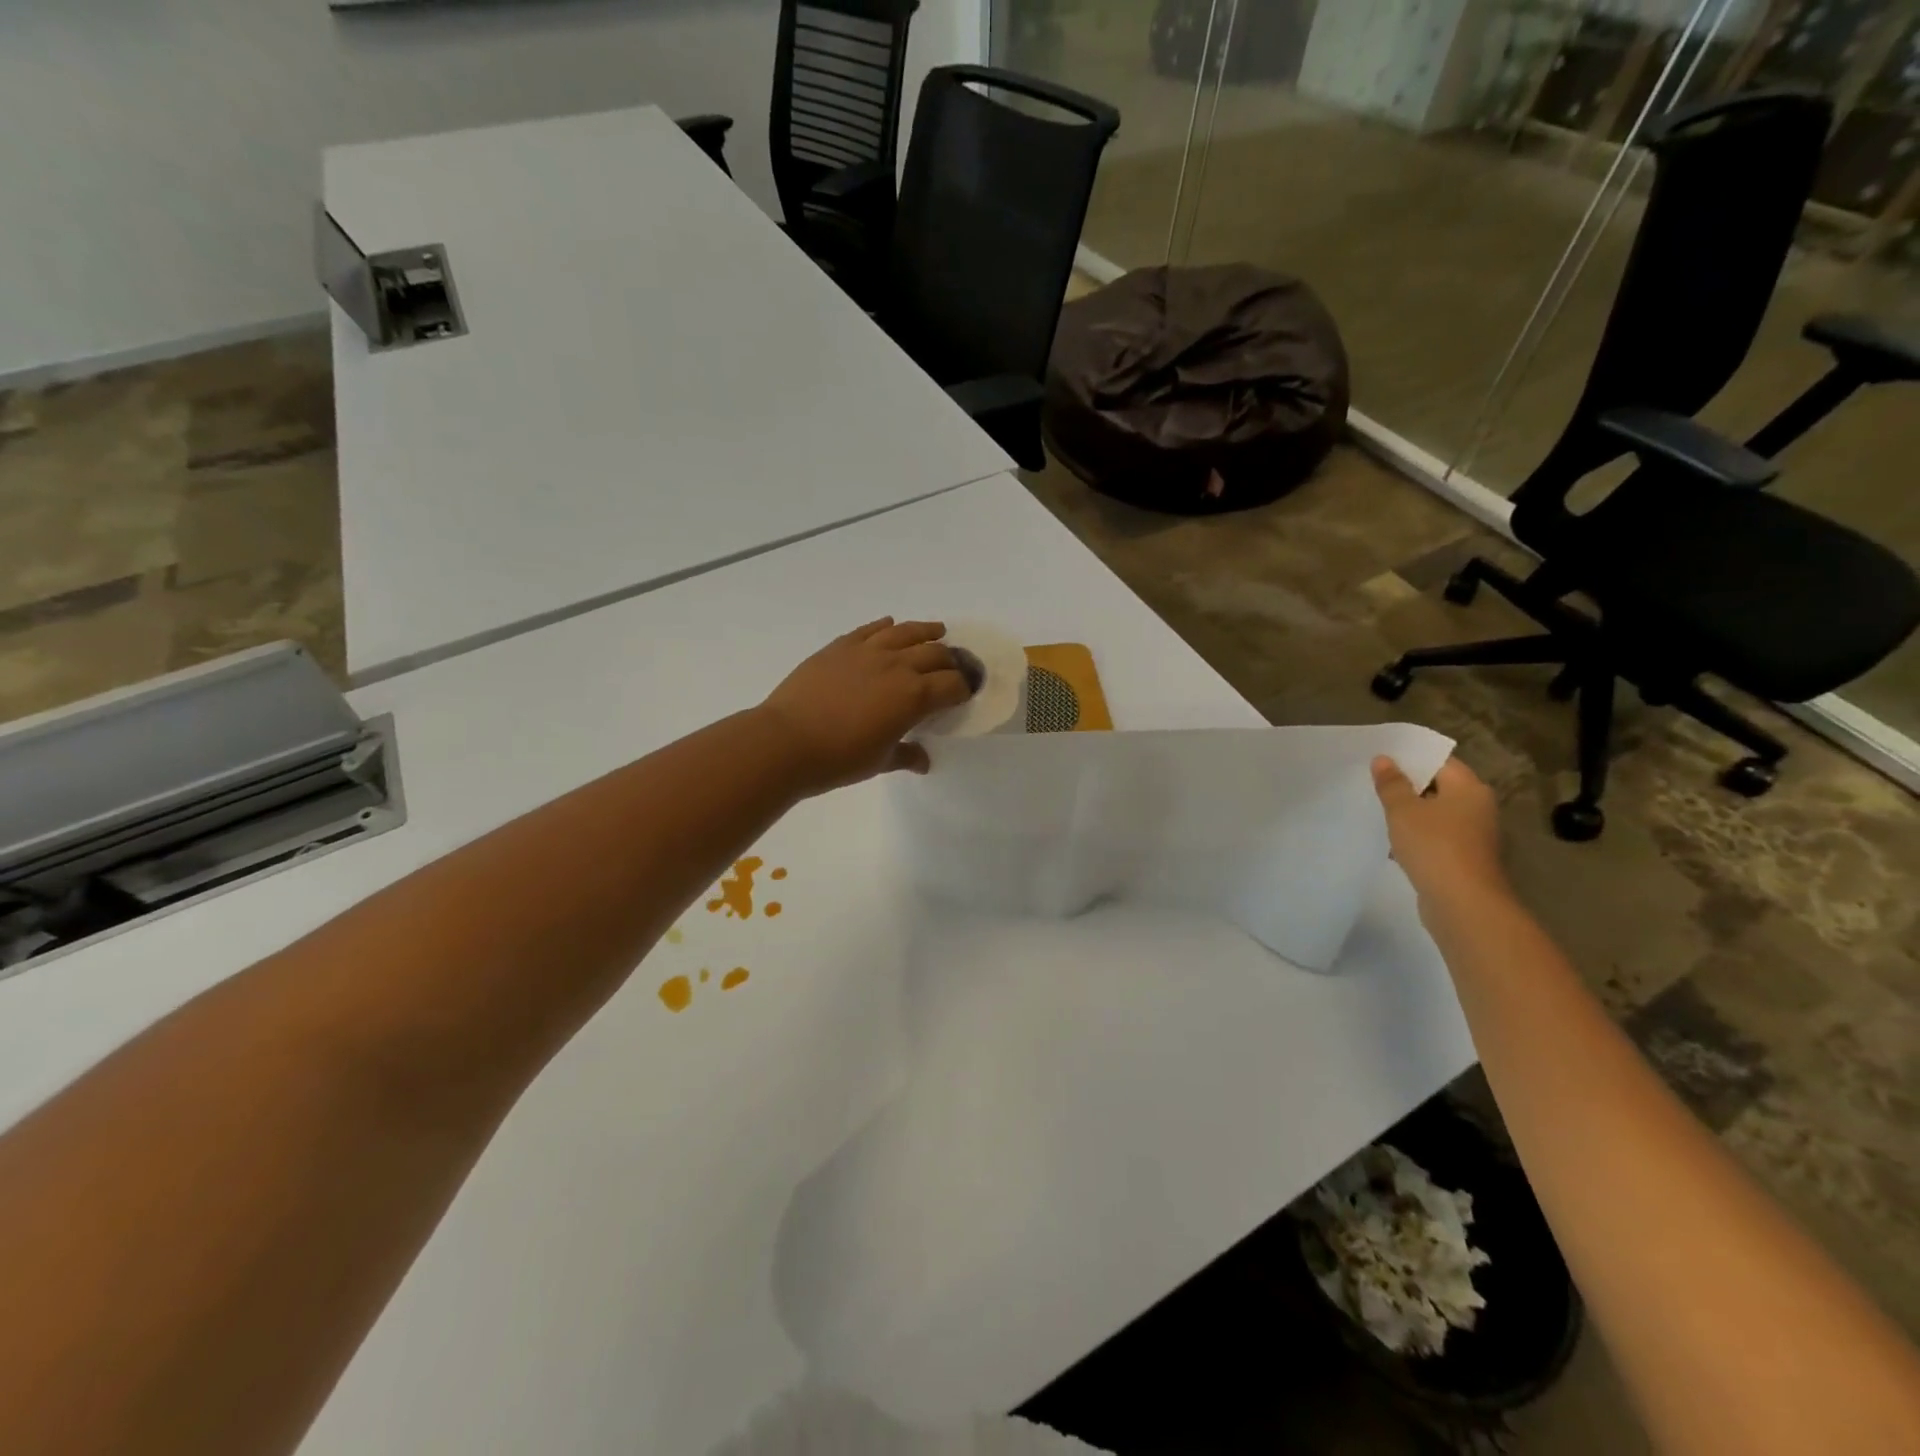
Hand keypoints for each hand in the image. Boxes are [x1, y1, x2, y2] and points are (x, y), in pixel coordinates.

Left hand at [760, 619, 973, 792]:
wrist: (785, 741)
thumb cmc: (838, 758)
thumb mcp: (879, 761)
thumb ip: (906, 755)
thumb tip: (923, 760)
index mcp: (913, 696)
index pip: (952, 685)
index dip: (964, 688)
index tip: (966, 693)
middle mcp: (896, 665)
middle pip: (935, 654)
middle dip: (950, 661)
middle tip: (953, 668)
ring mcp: (867, 651)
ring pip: (905, 632)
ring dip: (926, 631)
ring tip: (937, 631)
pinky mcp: (840, 646)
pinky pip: (870, 629)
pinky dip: (885, 626)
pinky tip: (890, 625)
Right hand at [1371, 755, 1507, 909]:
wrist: (1462, 903)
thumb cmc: (1434, 846)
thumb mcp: (1403, 810)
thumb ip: (1392, 784)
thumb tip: (1384, 759)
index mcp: (1469, 788)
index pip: (1439, 762)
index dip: (1410, 759)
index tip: (1380, 759)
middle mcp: (1478, 807)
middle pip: (1438, 787)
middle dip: (1406, 786)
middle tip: (1372, 782)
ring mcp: (1473, 835)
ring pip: (1435, 814)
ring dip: (1409, 813)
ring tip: (1376, 810)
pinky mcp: (1463, 858)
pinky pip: (1435, 837)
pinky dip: (1416, 836)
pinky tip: (1391, 841)